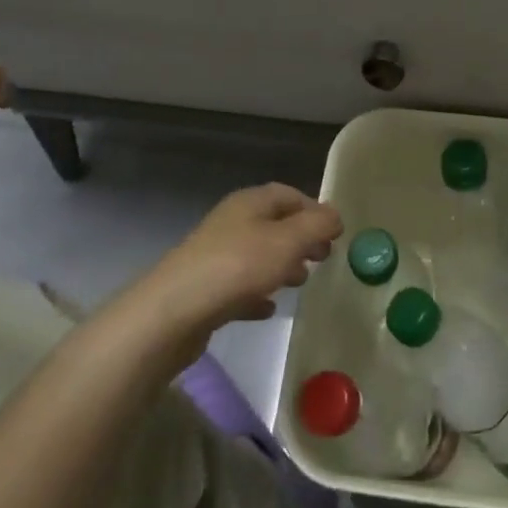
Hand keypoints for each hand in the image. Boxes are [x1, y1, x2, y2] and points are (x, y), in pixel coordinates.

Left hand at [138, 185, 342, 346]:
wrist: (172, 313)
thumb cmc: (237, 267)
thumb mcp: (288, 241)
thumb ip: (317, 225)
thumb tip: (336, 216)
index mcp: (250, 202)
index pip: (289, 194)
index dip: (314, 210)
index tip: (335, 233)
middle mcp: (232, 222)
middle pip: (274, 224)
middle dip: (301, 239)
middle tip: (323, 258)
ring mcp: (215, 255)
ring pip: (257, 254)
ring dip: (281, 265)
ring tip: (300, 283)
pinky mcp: (205, 289)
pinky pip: (239, 285)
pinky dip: (258, 293)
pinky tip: (268, 309)